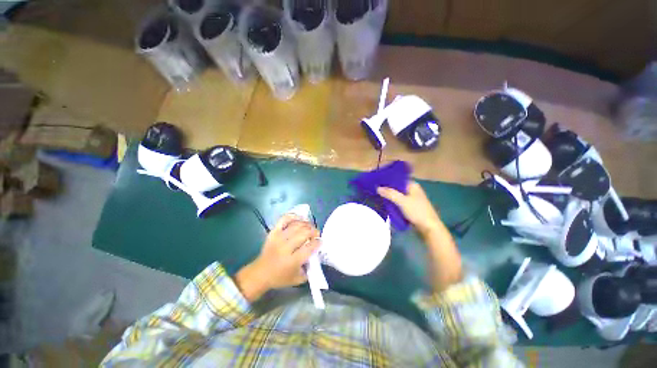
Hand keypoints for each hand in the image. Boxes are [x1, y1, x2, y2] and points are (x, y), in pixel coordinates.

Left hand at [235, 215, 319, 301]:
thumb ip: (309, 270)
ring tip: (310, 227)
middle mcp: (286, 248)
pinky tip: (299, 218)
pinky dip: (293, 217)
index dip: (317, 242)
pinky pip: (284, 220)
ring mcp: (278, 238)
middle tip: (316, 233)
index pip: (309, 247)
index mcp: (292, 261)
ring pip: (296, 225)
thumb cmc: (279, 278)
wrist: (260, 273)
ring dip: (306, 224)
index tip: (320, 241)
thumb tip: (316, 256)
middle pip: (304, 233)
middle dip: (314, 231)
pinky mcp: (273, 232)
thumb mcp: (297, 279)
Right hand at [377, 181, 442, 235]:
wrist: (428, 228)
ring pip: (396, 196)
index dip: (388, 180)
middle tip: (374, 189)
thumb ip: (390, 194)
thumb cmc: (417, 211)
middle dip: (386, 189)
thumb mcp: (402, 201)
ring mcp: (410, 199)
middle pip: (396, 188)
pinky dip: (391, 203)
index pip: (398, 179)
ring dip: (388, 197)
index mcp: (412, 186)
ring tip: (376, 195)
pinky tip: (383, 203)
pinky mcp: (409, 208)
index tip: (377, 180)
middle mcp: (411, 191)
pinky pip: (397, 203)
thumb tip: (377, 188)